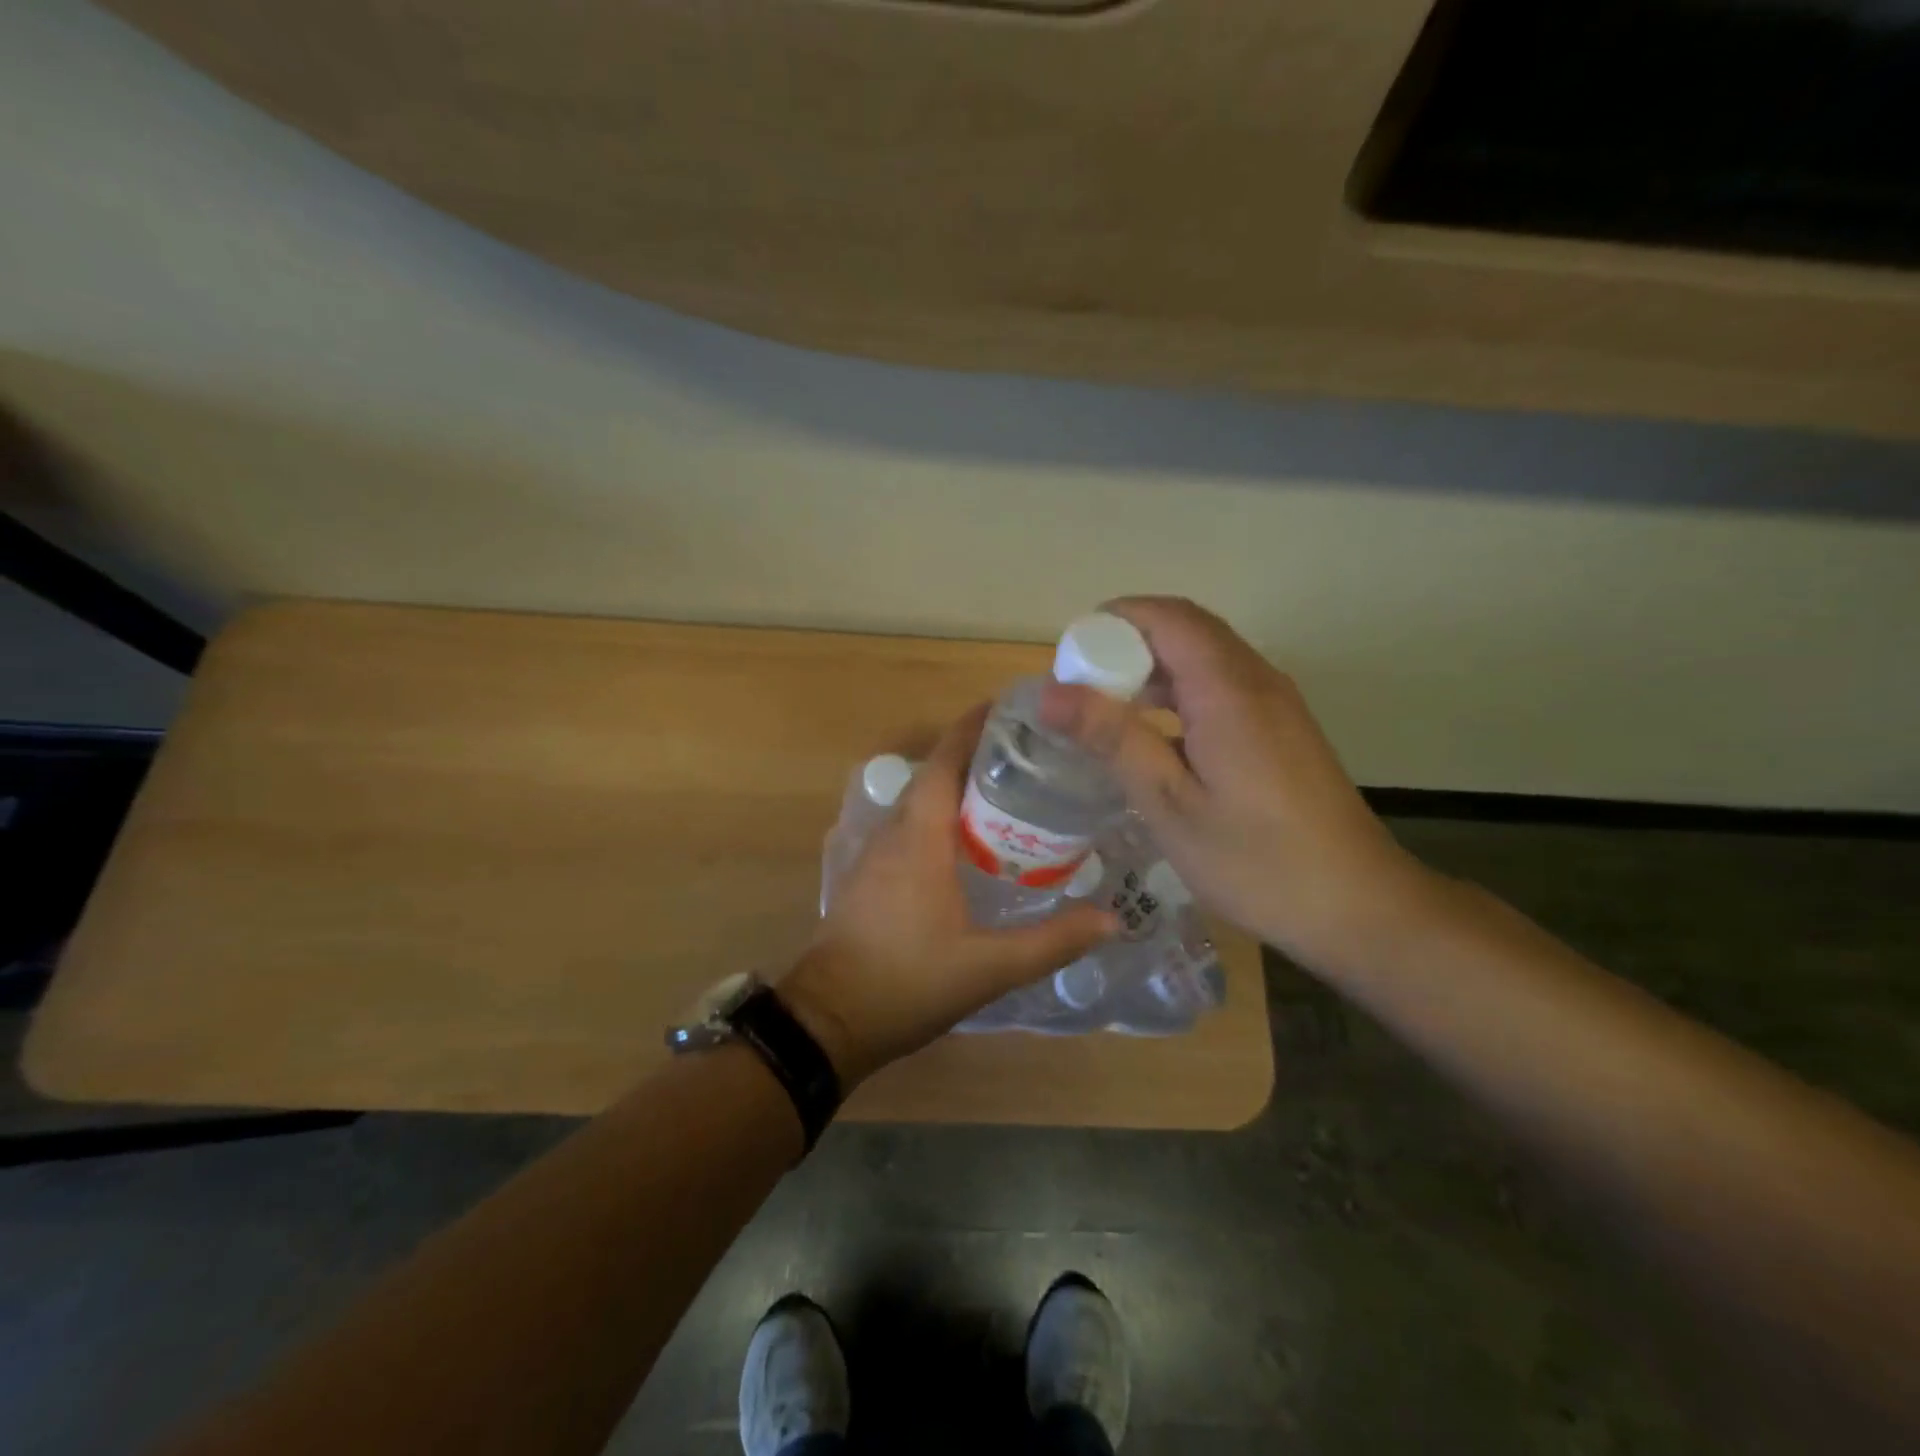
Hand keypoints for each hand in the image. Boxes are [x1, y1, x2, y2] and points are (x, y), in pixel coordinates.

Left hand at [779, 705, 1116, 1086]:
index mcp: (920, 837)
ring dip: (955, 788)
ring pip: (919, 803)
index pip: (946, 761)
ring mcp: (874, 854)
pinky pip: (907, 829)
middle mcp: (893, 833)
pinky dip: (938, 819)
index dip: (973, 728)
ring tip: (1007, 794)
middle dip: (974, 756)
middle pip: (934, 775)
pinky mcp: (867, 876)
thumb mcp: (989, 967)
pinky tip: (967, 844)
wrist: (830, 1020)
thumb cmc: (908, 982)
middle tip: (1028, 756)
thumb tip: (1112, 921)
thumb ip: (1052, 942)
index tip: (1008, 708)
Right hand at [1040, 596, 1439, 974]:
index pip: (1165, 617)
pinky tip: (1153, 738)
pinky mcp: (1281, 729)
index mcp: (1228, 689)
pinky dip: (1178, 693)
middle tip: (1077, 689)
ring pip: (1204, 657)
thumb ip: (1112, 738)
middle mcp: (1256, 680)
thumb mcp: (1169, 803)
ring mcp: (1275, 704)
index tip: (1067, 660)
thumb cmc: (1255, 860)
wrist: (1357, 906)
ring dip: (1152, 669)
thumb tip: (1050, 692)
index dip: (1111, 623)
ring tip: (1104, 711)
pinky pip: (1221, 686)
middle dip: (1125, 644)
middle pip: (1185, 629)